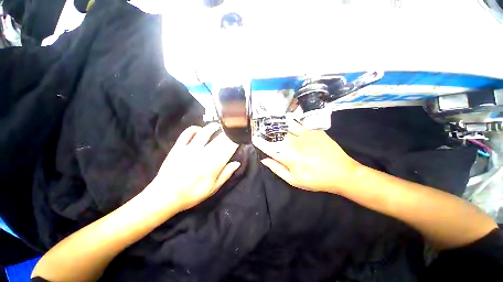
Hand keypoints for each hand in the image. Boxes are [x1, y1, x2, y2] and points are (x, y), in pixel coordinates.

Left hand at [147, 123, 239, 210]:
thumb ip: (226, 174)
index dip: (235, 141)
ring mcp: (190, 149)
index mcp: (214, 164)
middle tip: (231, 129)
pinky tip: (199, 129)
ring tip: (217, 125)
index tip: (239, 138)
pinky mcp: (178, 147)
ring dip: (212, 127)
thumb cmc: (192, 194)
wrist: (165, 196)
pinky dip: (193, 129)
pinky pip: (187, 134)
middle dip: (227, 133)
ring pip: (204, 133)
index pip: (228, 148)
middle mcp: (204, 153)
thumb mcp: (213, 188)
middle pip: (219, 139)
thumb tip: (237, 163)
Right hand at [252, 120, 360, 193]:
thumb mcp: (294, 180)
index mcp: (287, 157)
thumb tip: (264, 159)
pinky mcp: (312, 130)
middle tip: (264, 132)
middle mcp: (293, 143)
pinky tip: (287, 119)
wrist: (341, 172)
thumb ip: (277, 169)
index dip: (259, 142)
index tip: (254, 138)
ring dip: (277, 126)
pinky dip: (290, 121)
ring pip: (285, 127)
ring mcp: (303, 135)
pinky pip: (298, 123)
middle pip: (275, 136)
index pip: (268, 147)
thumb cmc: (316, 179)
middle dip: (267, 133)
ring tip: (272, 124)